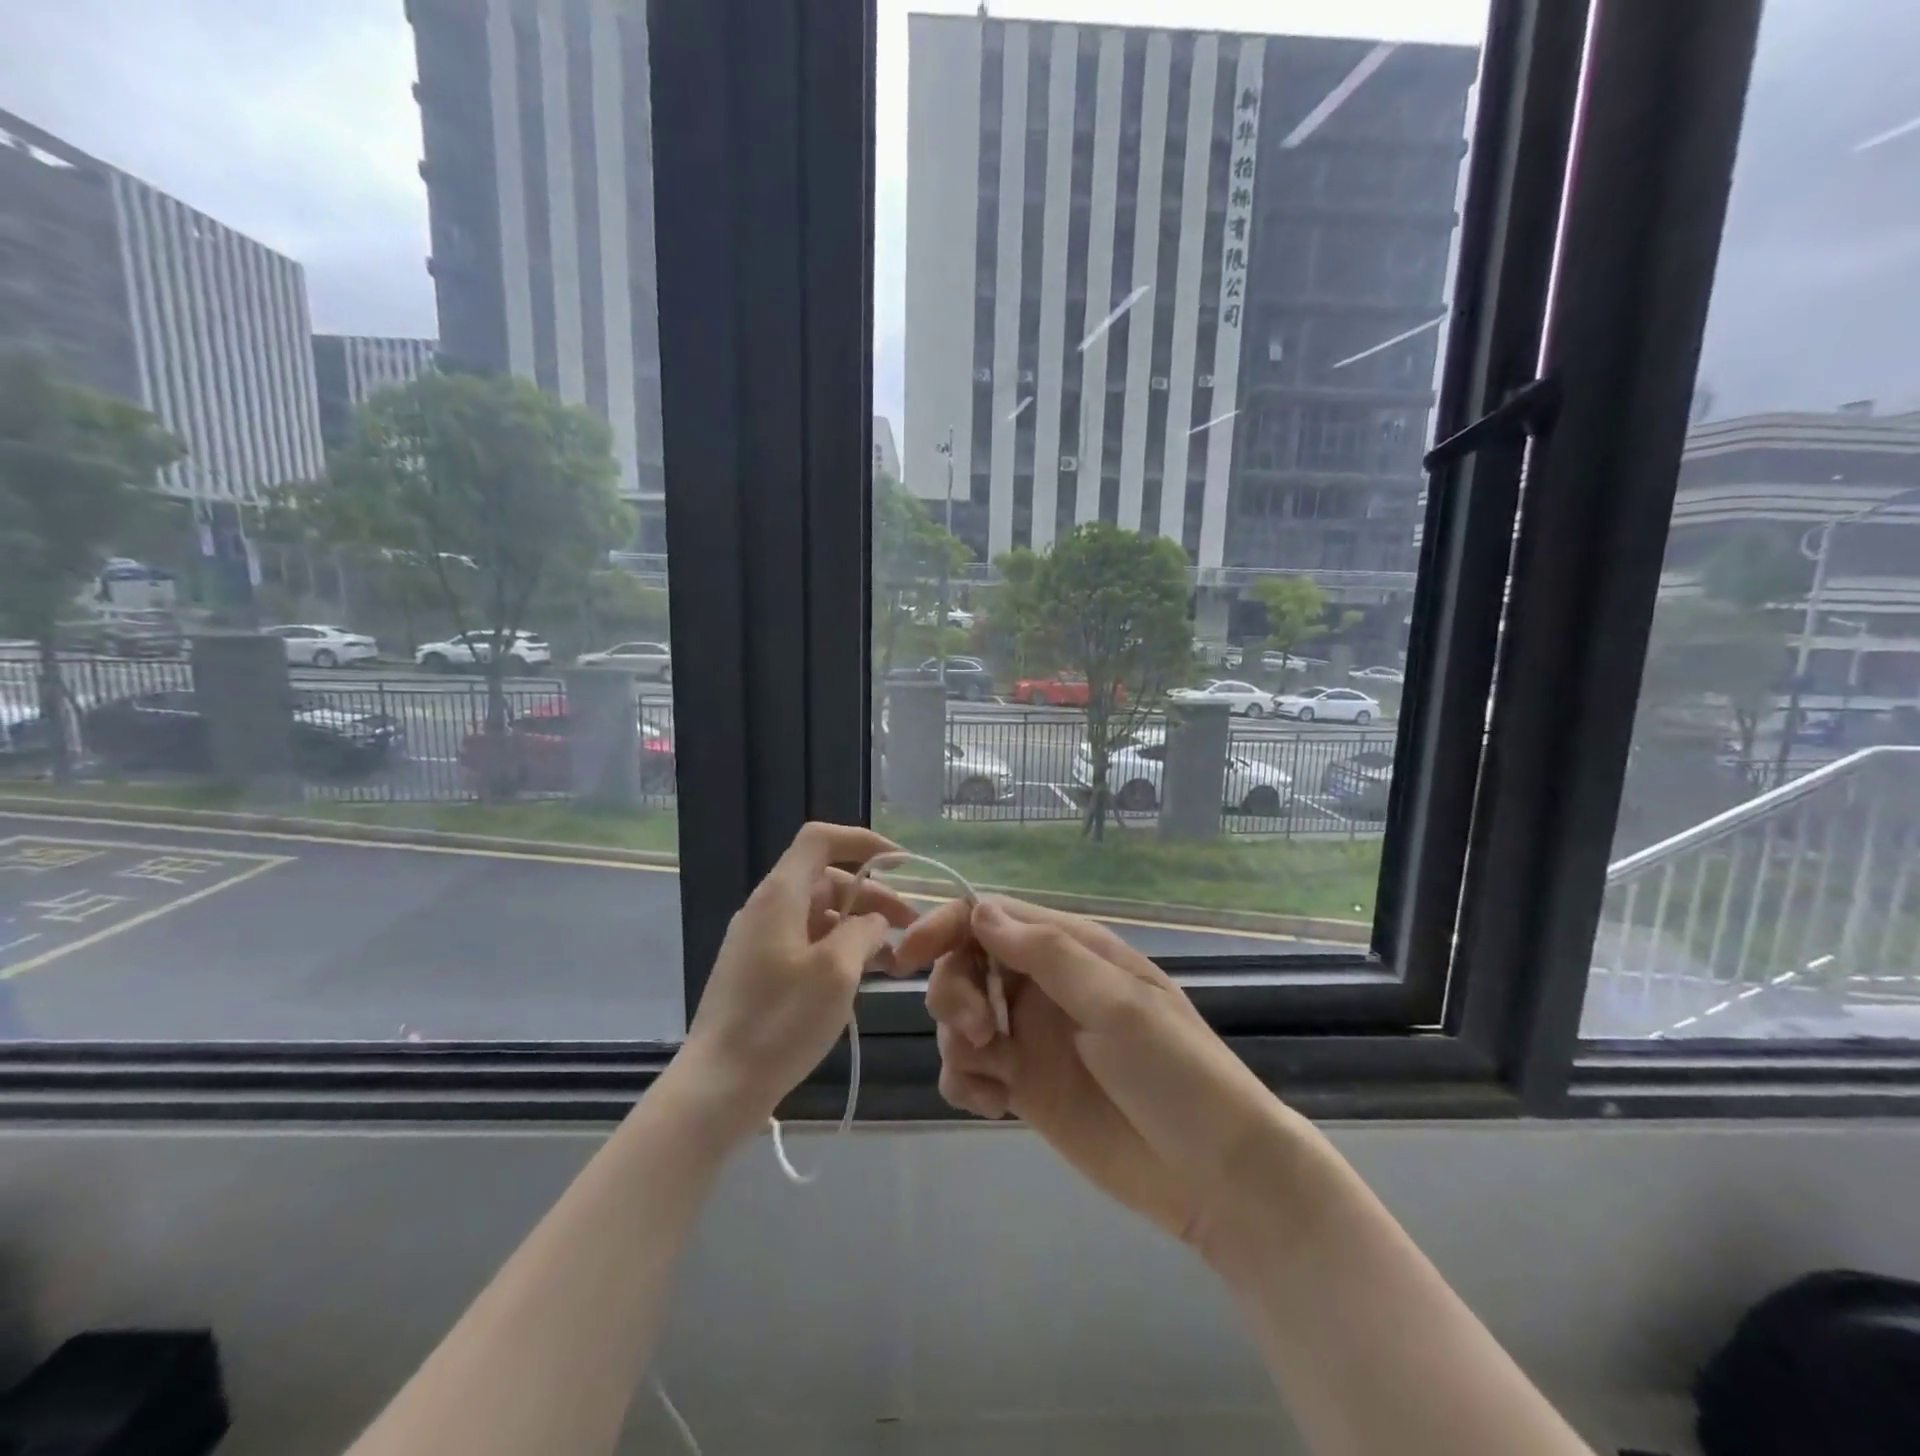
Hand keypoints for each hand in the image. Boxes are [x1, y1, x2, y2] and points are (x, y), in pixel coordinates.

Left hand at [673, 822, 913, 1141]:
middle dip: (872, 896)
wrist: (718, 1086)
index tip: (901, 863)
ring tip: (896, 959)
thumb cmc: (780, 1021)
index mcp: (780, 894)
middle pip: (826, 880)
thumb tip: (872, 922)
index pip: (820, 839)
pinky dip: (839, 950)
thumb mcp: (836, 971)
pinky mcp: (760, 971)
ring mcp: (760, 941)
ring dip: (859, 927)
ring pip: (820, 915)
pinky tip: (864, 977)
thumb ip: (863, 931)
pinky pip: (807, 943)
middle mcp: (767, 908)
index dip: (862, 841)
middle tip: (910, 926)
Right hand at [897, 896, 1293, 1263]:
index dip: (945, 927)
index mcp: (1072, 950)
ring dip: (957, 1037)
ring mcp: (1034, 1037)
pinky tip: (991, 1105)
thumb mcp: (1118, 1004)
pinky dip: (965, 1080)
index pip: (992, 918)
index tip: (906, 957)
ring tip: (990, 1074)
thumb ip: (1047, 955)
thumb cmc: (1175, 1075)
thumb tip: (979, 911)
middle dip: (954, 990)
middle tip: (978, 1031)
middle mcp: (1046, 986)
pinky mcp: (1026, 1088)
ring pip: (962, 1016)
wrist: (1215, 1178)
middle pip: (967, 963)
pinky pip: (971, 1068)